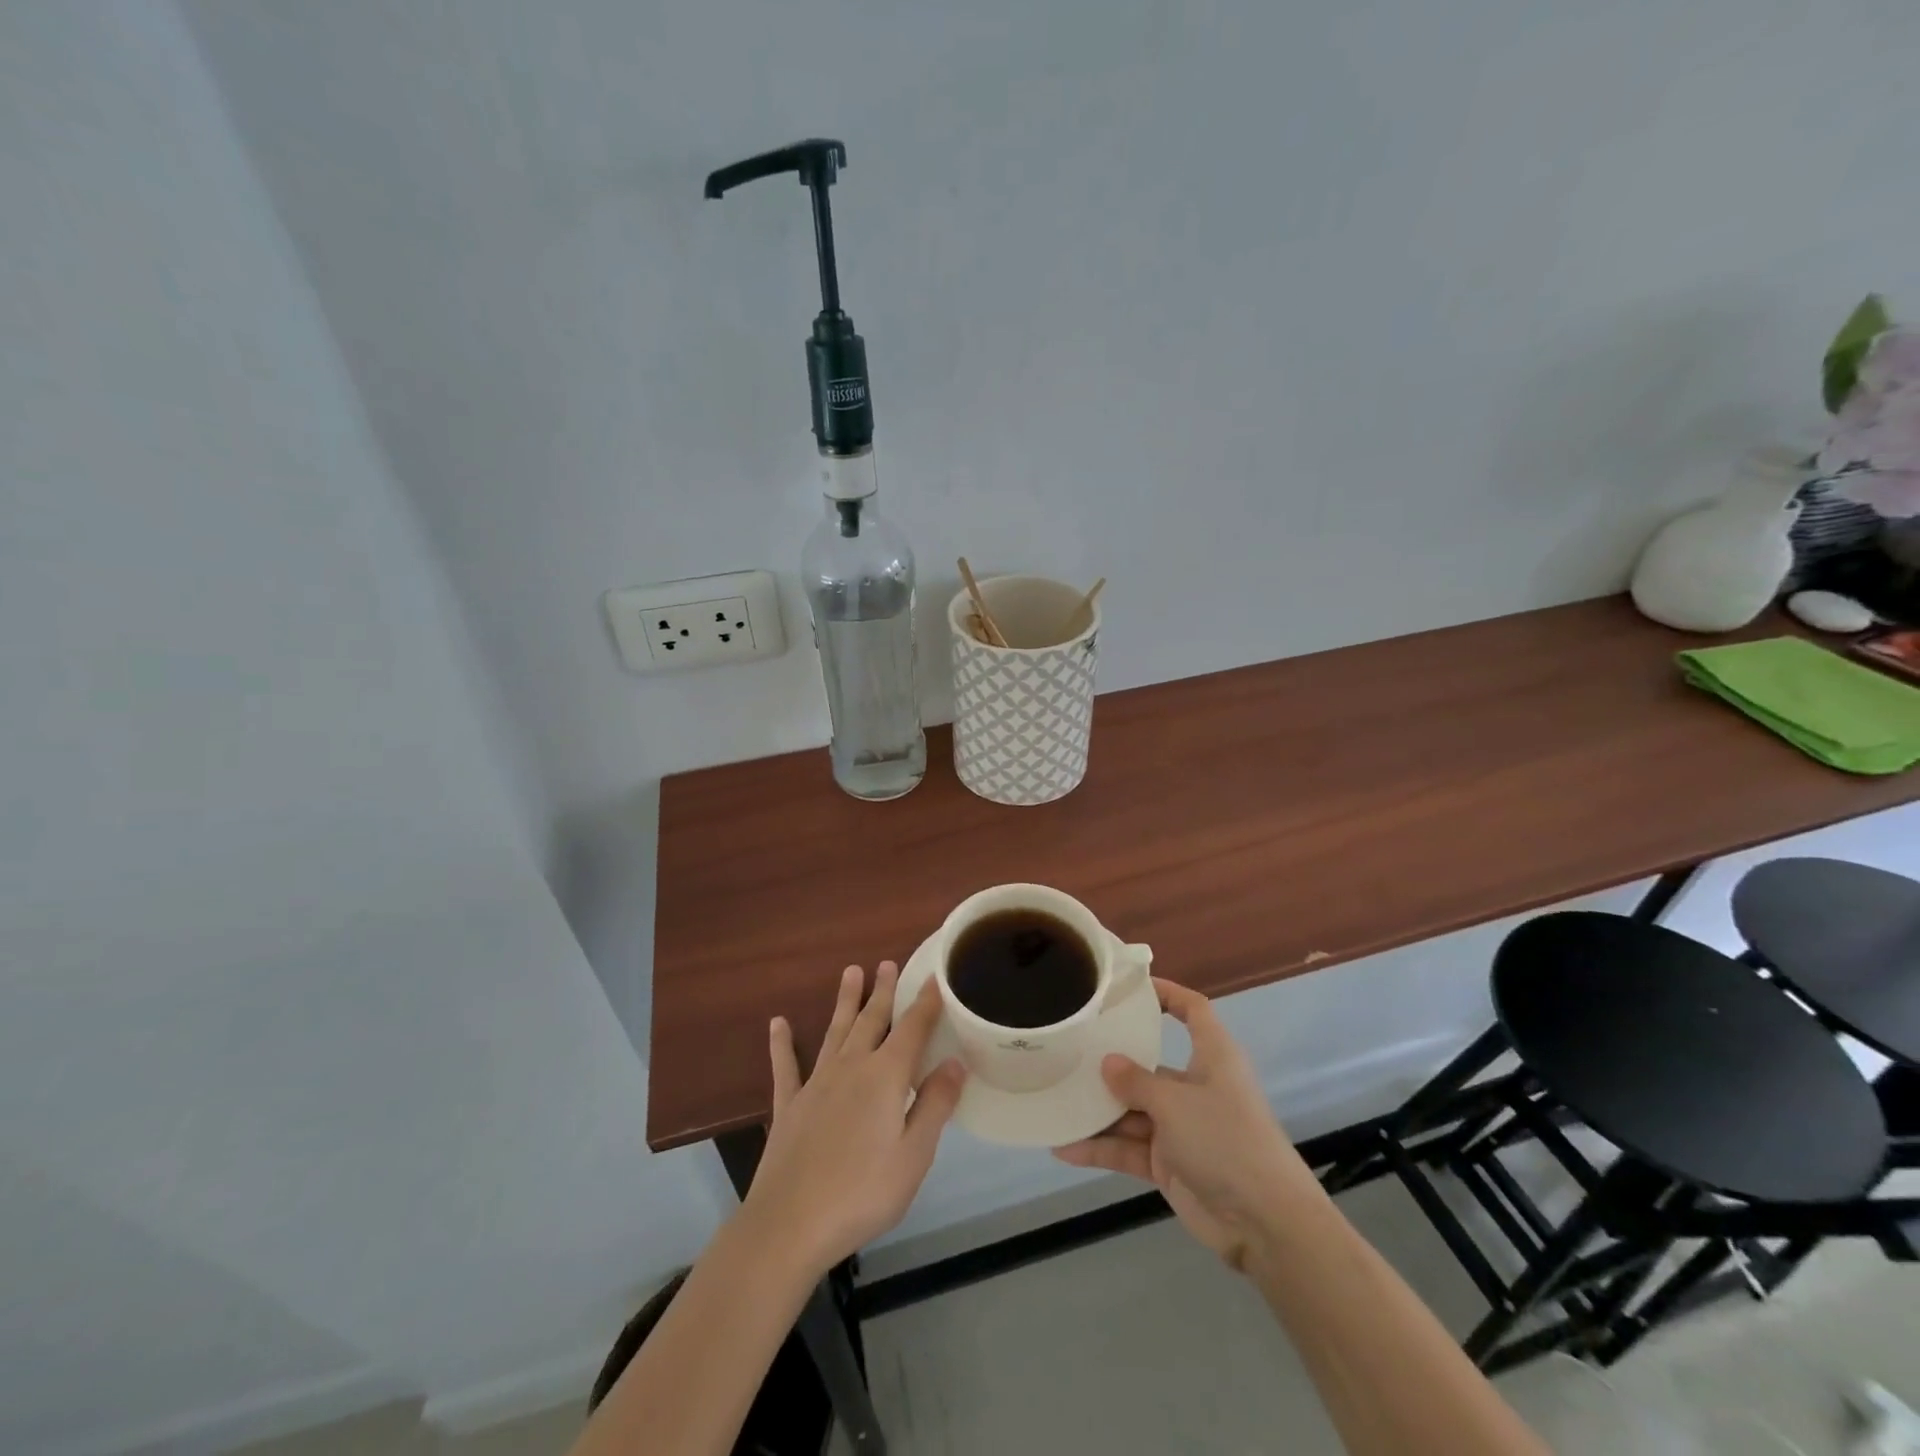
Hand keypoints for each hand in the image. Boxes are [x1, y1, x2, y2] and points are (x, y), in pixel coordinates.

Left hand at [742, 963, 966, 1275]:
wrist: (790, 1224)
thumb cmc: (863, 1193)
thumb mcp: (914, 1155)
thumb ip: (935, 1104)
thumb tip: (955, 1062)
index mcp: (885, 1077)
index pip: (912, 1030)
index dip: (926, 1003)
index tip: (935, 977)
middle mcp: (851, 1068)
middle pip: (871, 1020)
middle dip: (882, 991)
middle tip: (887, 963)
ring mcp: (816, 1084)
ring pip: (835, 1031)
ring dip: (845, 1002)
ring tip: (851, 972)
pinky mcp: (789, 1105)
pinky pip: (786, 1066)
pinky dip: (782, 1044)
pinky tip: (778, 1023)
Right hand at [1054, 978, 1318, 1270]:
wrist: (1265, 1224)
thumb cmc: (1226, 1140)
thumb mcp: (1175, 1103)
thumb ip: (1136, 1081)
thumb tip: (1107, 1061)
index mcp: (1212, 1058)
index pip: (1193, 1011)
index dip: (1167, 994)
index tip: (1130, 988)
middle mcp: (1196, 1087)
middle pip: (1149, 1064)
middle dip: (1112, 1063)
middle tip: (1069, 1051)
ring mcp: (1182, 1128)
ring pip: (1133, 1110)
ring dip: (1099, 1112)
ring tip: (1056, 1101)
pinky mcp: (1170, 1164)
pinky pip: (1130, 1149)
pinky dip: (1101, 1149)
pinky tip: (1065, 1147)